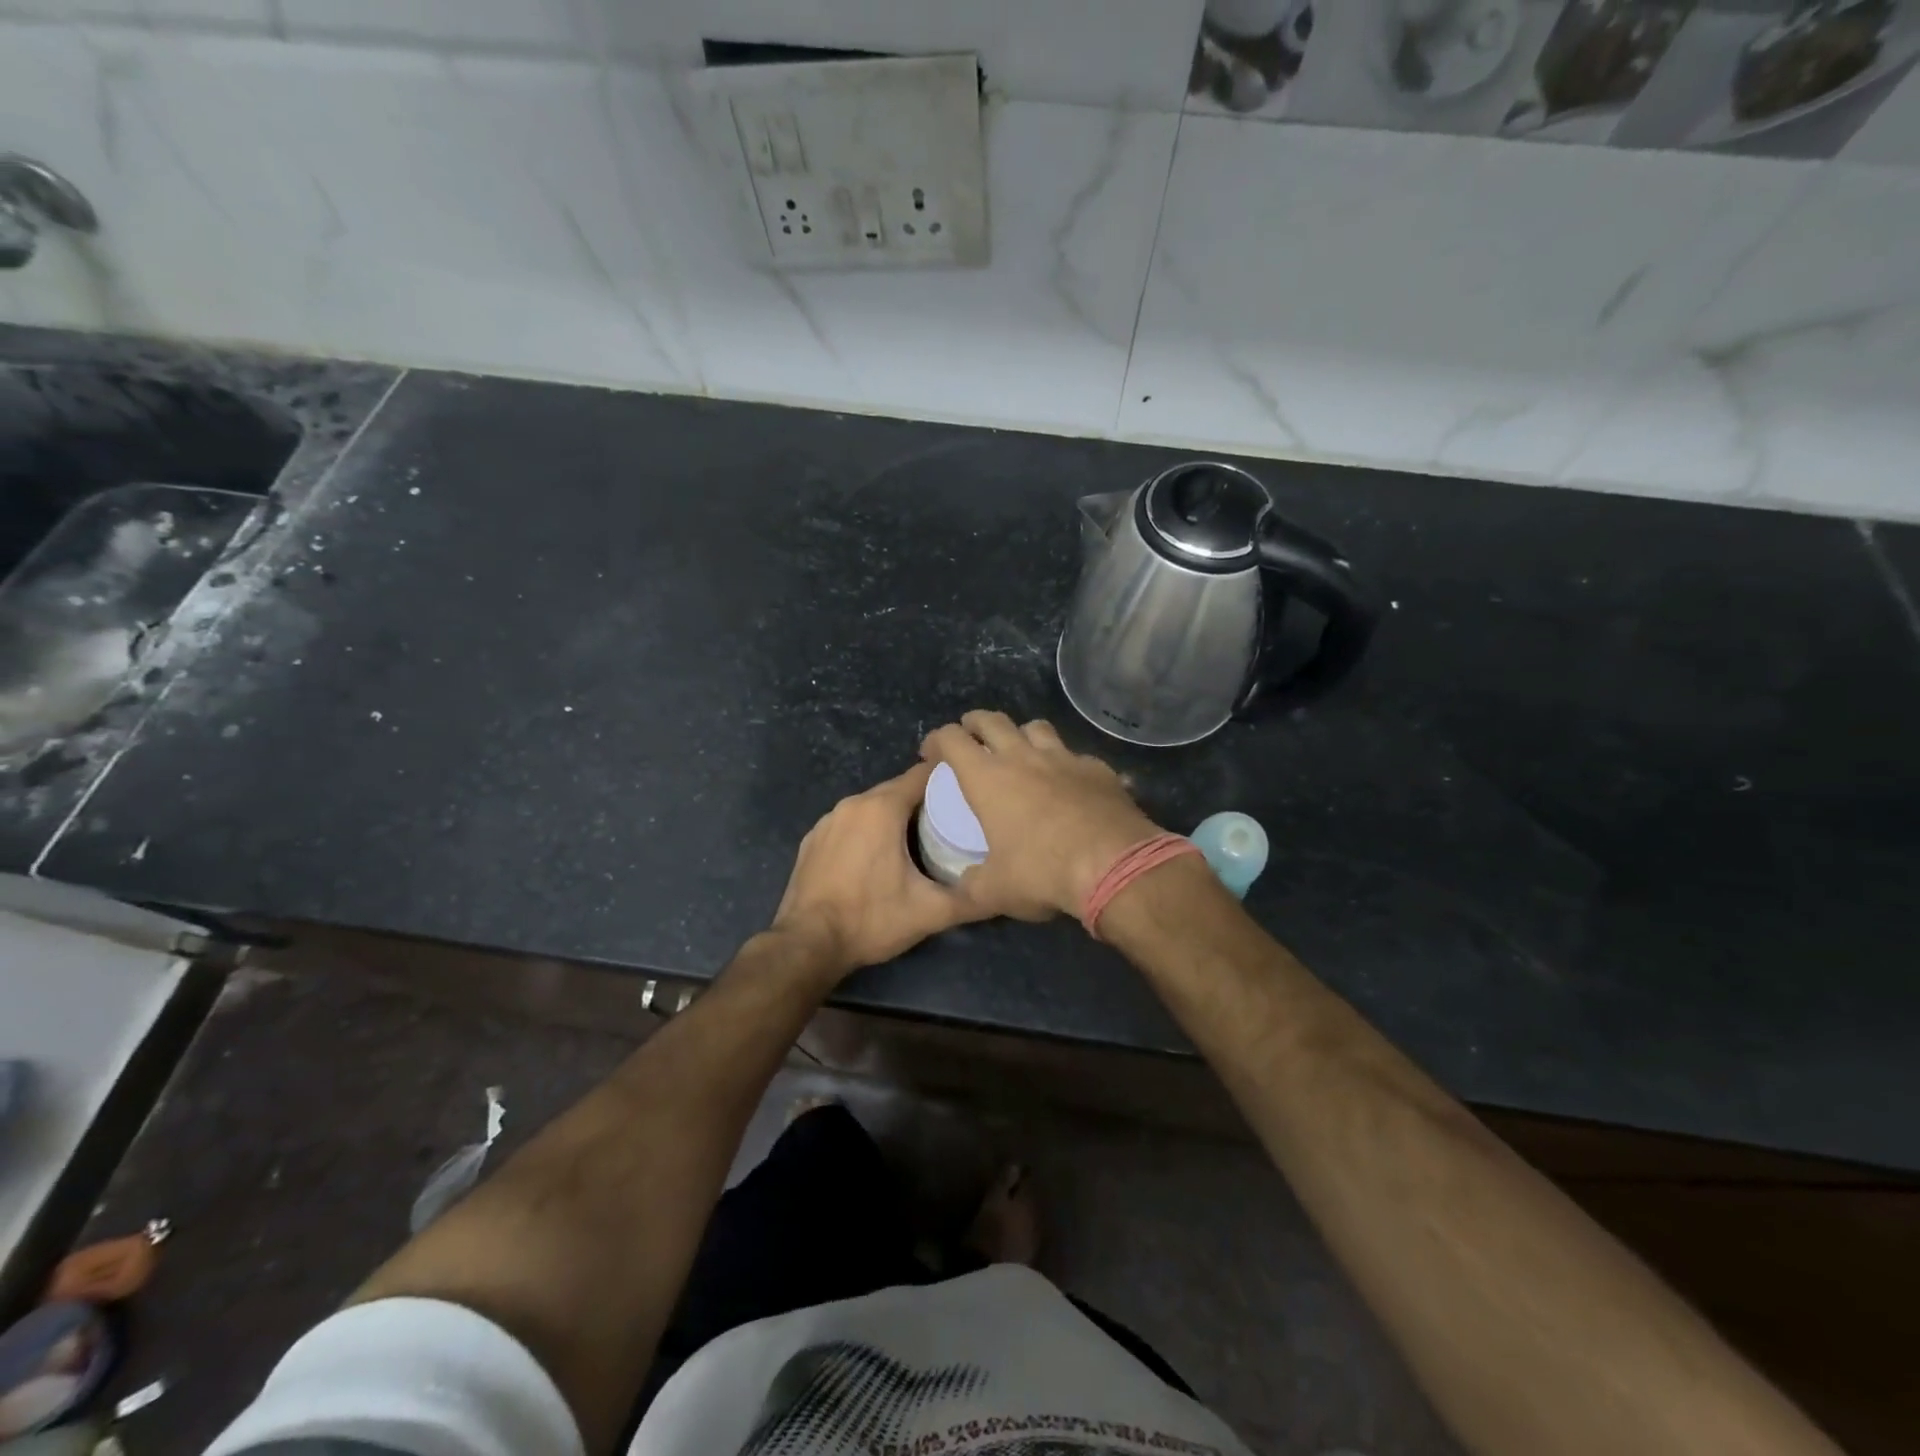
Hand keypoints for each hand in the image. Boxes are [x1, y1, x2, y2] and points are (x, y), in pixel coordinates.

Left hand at [770, 761, 982, 980]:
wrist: (807, 944)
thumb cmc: (870, 919)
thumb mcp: (929, 912)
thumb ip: (970, 900)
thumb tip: (1001, 892)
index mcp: (881, 808)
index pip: (922, 775)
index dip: (948, 780)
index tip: (968, 792)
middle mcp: (852, 804)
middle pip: (896, 789)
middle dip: (922, 800)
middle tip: (949, 821)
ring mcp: (827, 820)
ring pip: (870, 806)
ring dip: (893, 816)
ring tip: (917, 839)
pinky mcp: (811, 840)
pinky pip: (848, 823)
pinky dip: (865, 831)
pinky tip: (875, 857)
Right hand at [921, 710, 1162, 921]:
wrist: (1115, 866)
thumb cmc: (1043, 873)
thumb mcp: (995, 891)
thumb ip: (972, 885)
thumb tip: (964, 887)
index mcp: (988, 778)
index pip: (952, 740)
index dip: (936, 740)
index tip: (931, 753)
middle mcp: (1023, 757)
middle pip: (992, 720)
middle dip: (975, 723)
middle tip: (970, 737)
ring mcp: (1064, 758)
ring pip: (1036, 727)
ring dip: (1021, 734)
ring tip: (1020, 752)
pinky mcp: (1098, 769)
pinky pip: (1075, 755)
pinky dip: (1065, 764)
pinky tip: (1070, 784)